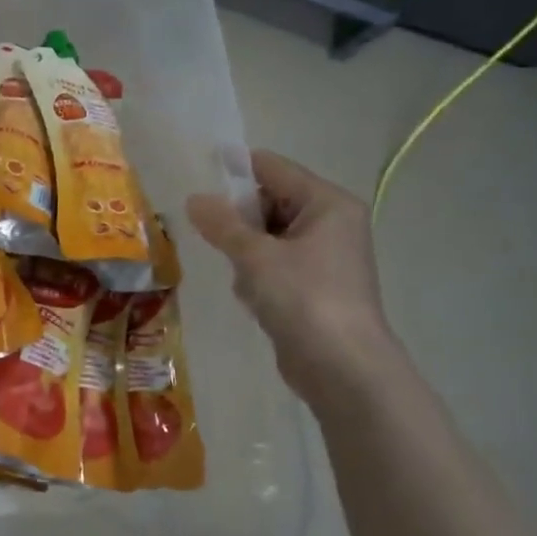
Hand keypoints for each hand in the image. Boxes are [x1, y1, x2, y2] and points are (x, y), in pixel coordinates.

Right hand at [187, 151, 395, 399]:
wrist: (342, 367)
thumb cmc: (303, 298)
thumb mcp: (255, 256)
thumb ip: (222, 224)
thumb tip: (194, 199)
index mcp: (327, 203)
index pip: (273, 168)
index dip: (234, 169)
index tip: (196, 177)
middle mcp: (330, 223)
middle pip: (269, 201)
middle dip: (238, 218)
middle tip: (214, 237)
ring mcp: (323, 256)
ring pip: (266, 235)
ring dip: (244, 252)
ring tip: (242, 276)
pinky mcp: (312, 286)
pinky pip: (273, 264)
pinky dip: (256, 275)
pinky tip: (252, 298)